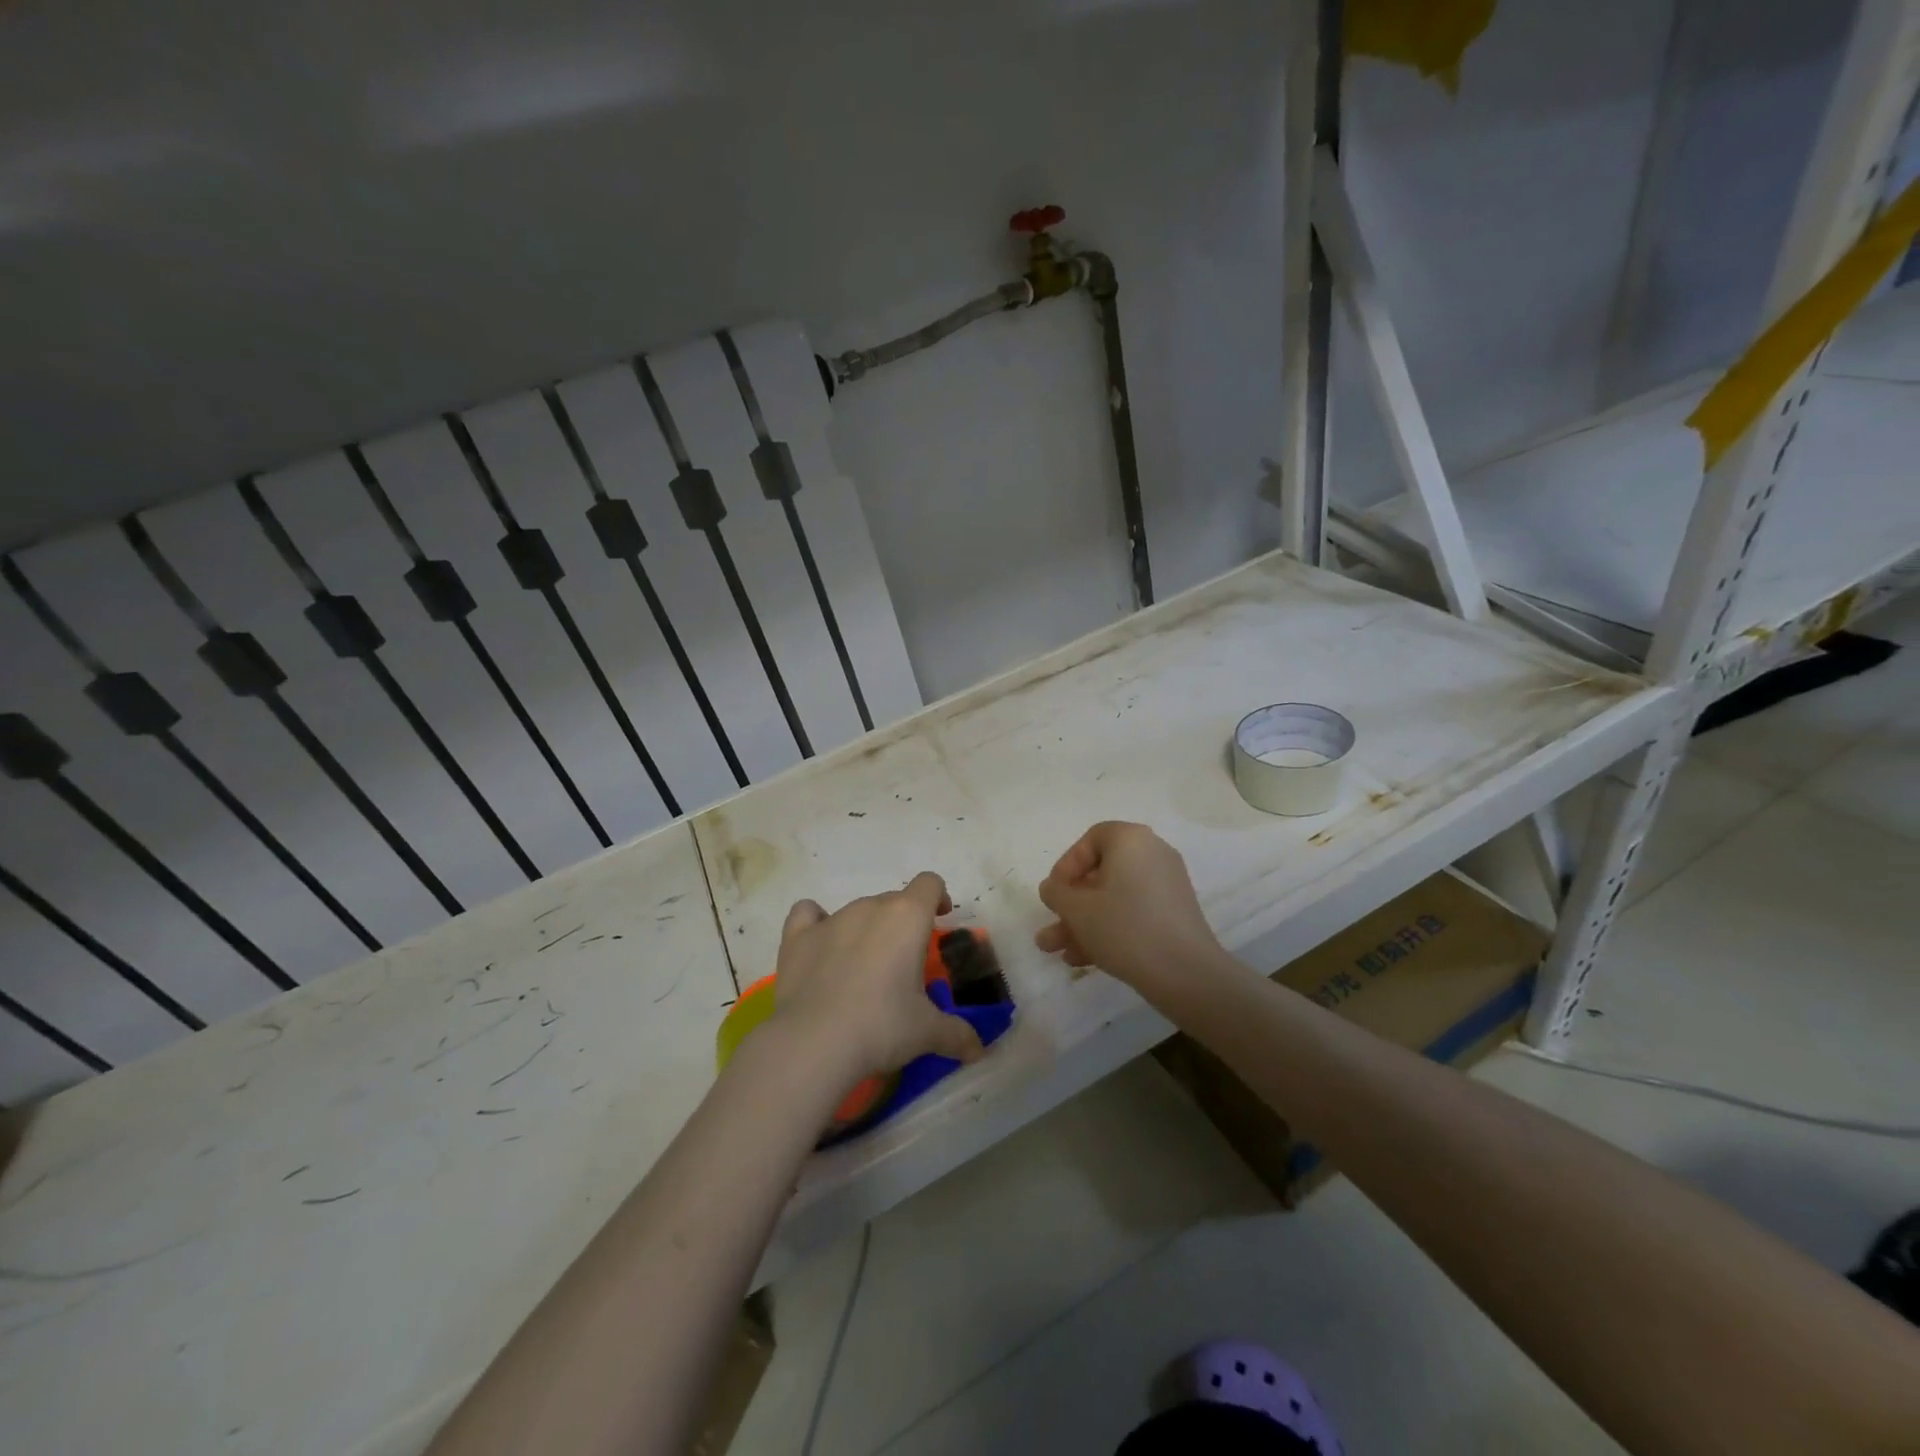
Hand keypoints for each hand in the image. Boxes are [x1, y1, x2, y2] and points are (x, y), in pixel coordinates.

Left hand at [770, 871, 983, 1087]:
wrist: (814, 1043)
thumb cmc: (882, 1026)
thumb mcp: (927, 1032)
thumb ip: (957, 1034)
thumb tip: (978, 1050)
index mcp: (907, 917)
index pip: (929, 883)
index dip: (937, 897)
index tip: (939, 919)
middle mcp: (870, 907)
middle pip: (893, 900)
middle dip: (902, 923)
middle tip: (904, 962)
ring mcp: (831, 919)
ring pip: (857, 910)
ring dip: (866, 929)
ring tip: (864, 969)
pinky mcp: (797, 937)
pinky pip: (808, 914)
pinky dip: (816, 923)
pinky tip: (821, 946)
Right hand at [1035, 822, 1225, 1001]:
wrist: (1185, 973)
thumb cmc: (1124, 927)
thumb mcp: (1077, 909)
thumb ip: (1056, 893)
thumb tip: (1054, 888)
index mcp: (1131, 840)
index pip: (1091, 840)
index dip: (1066, 866)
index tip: (1055, 894)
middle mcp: (1152, 854)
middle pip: (1101, 874)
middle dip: (1071, 906)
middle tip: (1051, 930)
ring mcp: (1167, 885)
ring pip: (1114, 898)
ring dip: (1084, 924)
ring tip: (1059, 953)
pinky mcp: (1175, 914)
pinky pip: (1133, 913)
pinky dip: (1110, 929)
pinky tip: (1085, 959)